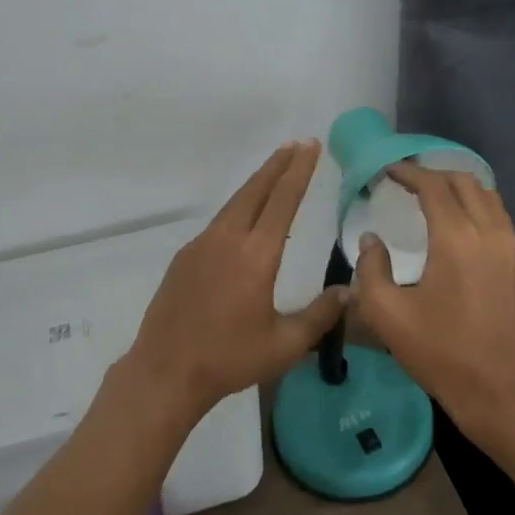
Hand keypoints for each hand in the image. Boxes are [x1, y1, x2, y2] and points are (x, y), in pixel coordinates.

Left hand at [122, 141, 347, 425]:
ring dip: (257, 183)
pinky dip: (238, 208)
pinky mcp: (185, 257)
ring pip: (235, 203)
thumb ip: (319, 315)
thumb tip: (348, 291)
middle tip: (297, 143)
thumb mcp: (284, 345)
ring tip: (275, 170)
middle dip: (278, 164)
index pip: (283, 200)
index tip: (311, 146)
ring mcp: (202, 245)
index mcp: (256, 255)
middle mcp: (228, 239)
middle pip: (256, 190)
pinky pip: (218, 223)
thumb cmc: (229, 359)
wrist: (166, 371)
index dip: (300, 171)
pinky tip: (244, 219)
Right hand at [350, 163, 514, 448]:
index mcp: (457, 238)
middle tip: (409, 182)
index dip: (409, 172)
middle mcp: (491, 232)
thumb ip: (371, 269)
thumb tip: (371, 240)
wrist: (506, 394)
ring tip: (435, 200)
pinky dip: (478, 210)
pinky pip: (501, 220)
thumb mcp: (388, 316)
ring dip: (460, 190)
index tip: (389, 171)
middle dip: (435, 175)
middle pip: (465, 182)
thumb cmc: (443, 354)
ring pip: (489, 198)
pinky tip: (462, 231)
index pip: (433, 185)